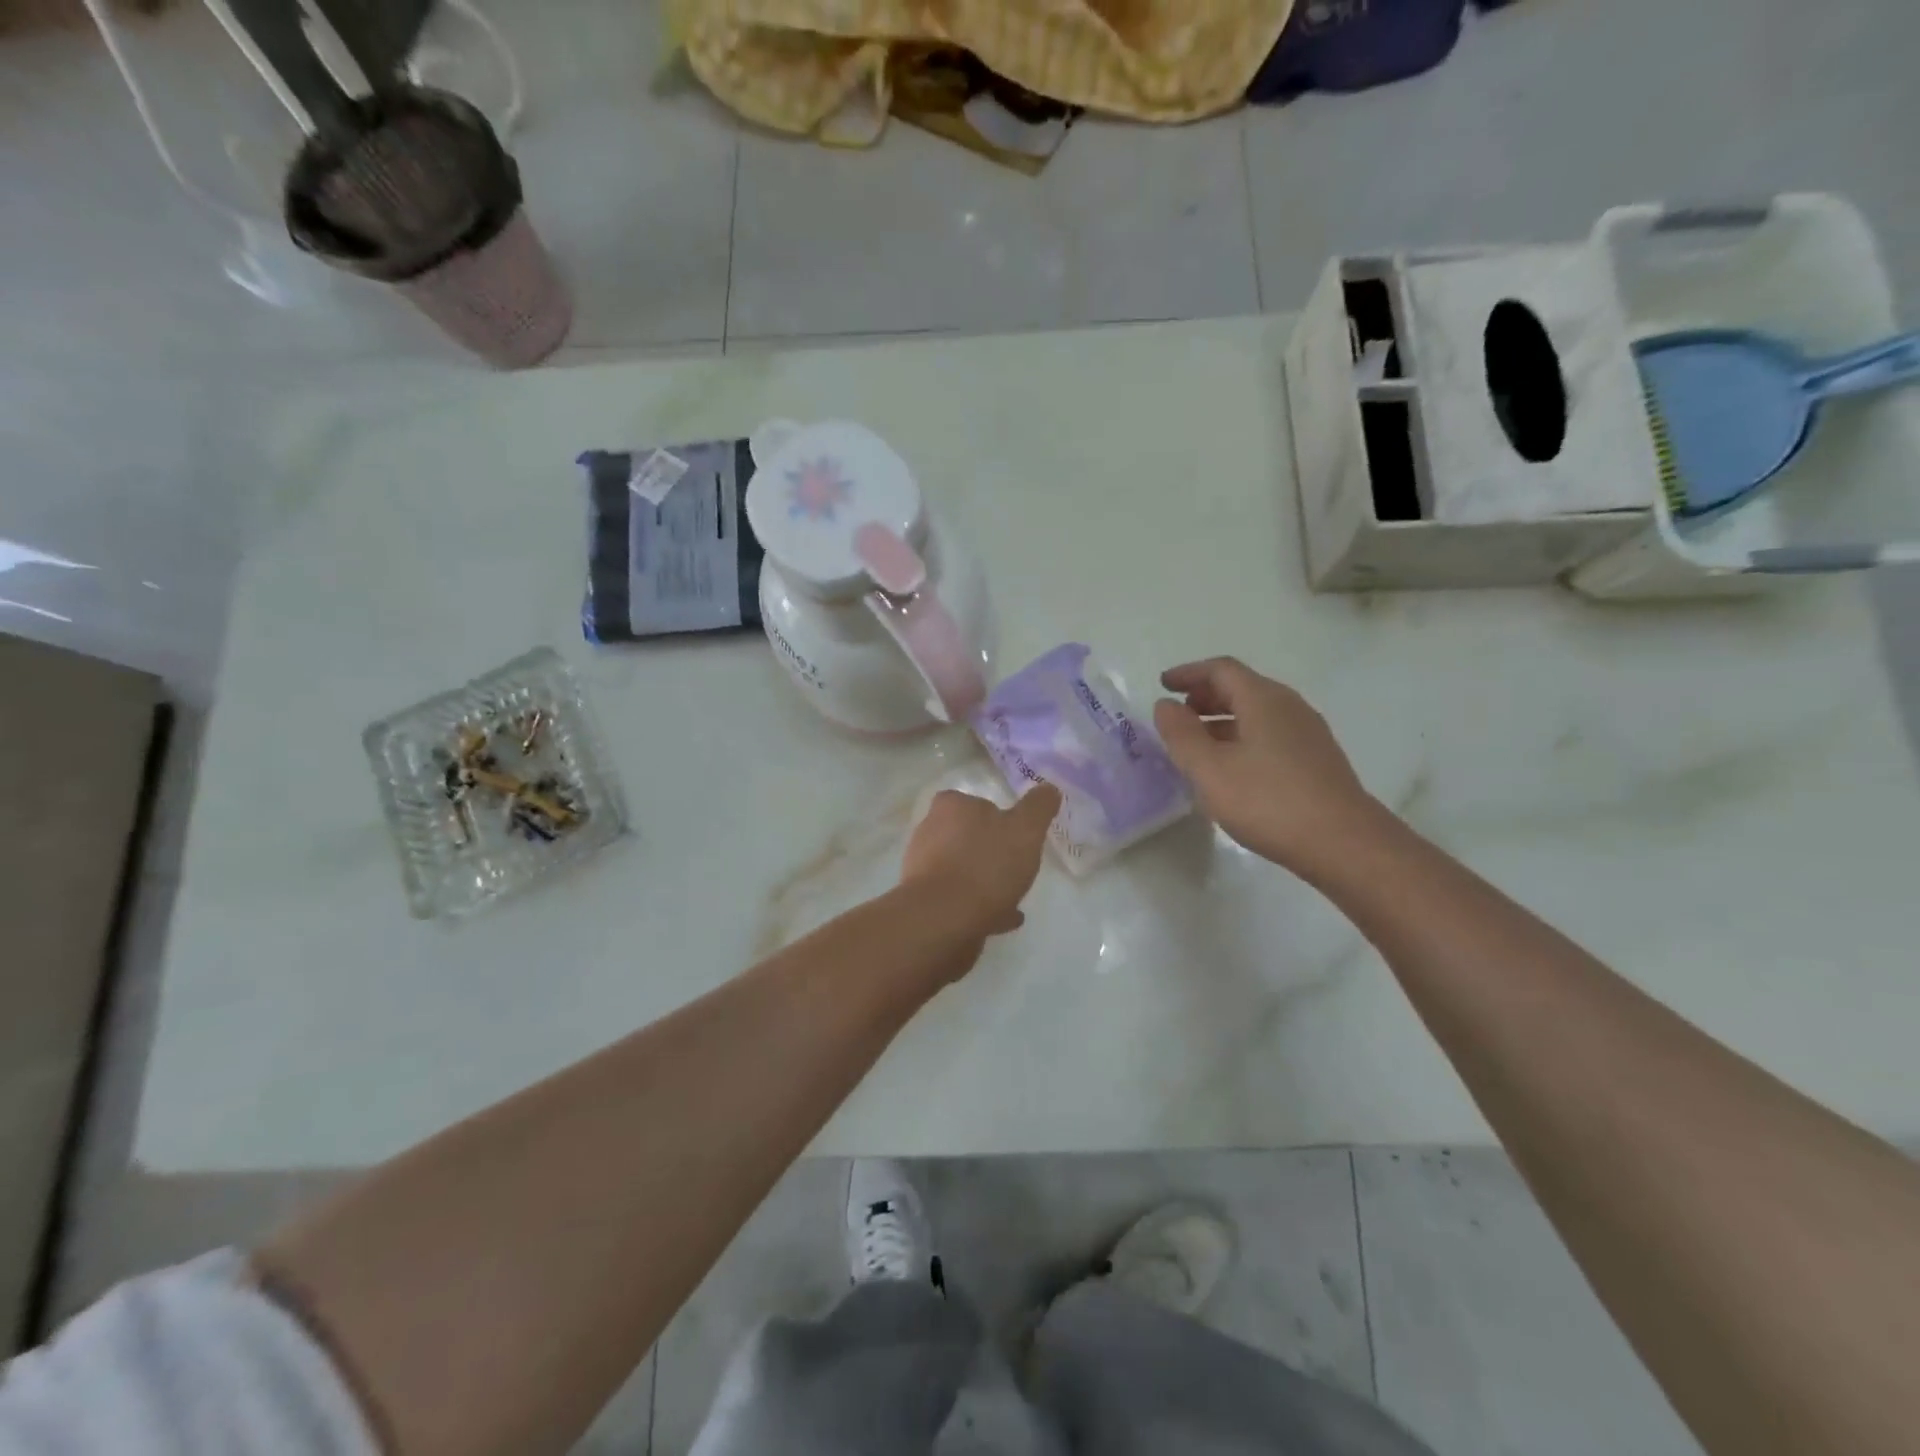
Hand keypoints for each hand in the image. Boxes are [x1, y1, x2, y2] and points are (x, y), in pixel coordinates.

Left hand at [901, 784, 1061, 936]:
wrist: (944, 920)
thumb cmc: (986, 865)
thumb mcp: (1025, 830)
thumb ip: (1038, 807)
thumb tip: (1049, 789)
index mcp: (950, 807)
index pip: (974, 802)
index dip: (998, 817)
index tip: (1018, 836)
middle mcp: (929, 832)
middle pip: (967, 837)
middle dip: (991, 851)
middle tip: (1018, 868)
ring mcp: (923, 869)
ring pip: (963, 870)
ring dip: (986, 881)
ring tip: (1014, 898)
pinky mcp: (924, 901)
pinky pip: (959, 898)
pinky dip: (979, 904)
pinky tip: (1003, 918)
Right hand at [1152, 657, 1375, 872]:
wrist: (1344, 844)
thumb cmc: (1268, 801)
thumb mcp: (1209, 769)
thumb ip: (1181, 734)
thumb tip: (1166, 705)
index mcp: (1263, 699)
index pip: (1221, 669)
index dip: (1188, 673)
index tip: (1162, 685)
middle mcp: (1289, 706)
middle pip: (1241, 687)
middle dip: (1204, 695)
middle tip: (1177, 715)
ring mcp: (1307, 733)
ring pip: (1257, 712)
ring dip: (1222, 719)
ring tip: (1197, 744)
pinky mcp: (1316, 759)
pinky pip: (1270, 734)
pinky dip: (1242, 737)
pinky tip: (1231, 768)